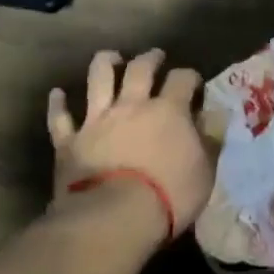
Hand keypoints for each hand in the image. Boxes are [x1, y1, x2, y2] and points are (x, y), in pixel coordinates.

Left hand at [48, 49, 212, 241]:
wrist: (114, 217)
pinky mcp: (70, 141)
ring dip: (104, 63)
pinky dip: (58, 104)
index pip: (183, 79)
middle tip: (155, 56)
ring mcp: (97, 120)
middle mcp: (132, 106)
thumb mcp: (204, 171)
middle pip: (140, 68)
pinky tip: (57, 94)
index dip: (190, 77)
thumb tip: (216, 115)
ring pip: (98, 79)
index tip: (194, 82)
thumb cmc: (169, 196)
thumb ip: (210, 139)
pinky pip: (60, 118)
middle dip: (150, 58)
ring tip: (110, 57)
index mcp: (169, 111)